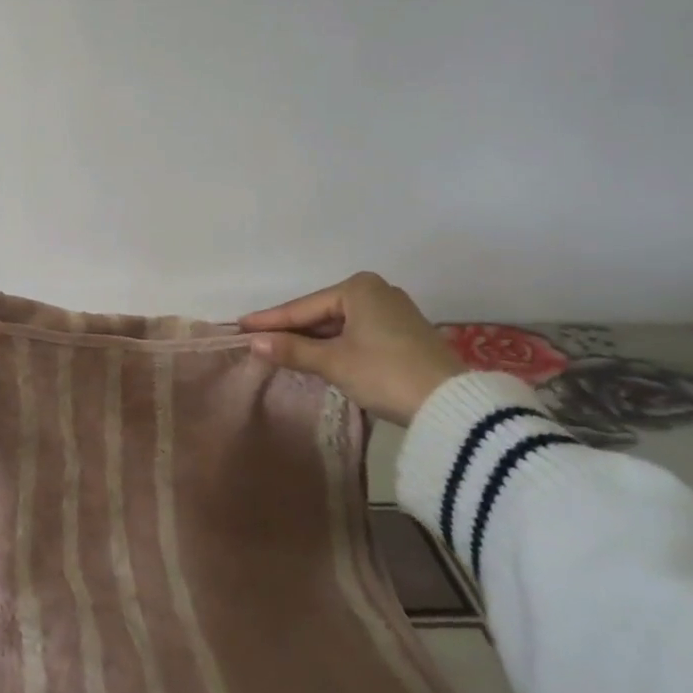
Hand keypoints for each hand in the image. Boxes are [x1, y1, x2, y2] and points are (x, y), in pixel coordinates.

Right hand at [238, 273, 466, 425]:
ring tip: (282, 350)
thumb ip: (292, 350)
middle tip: (259, 340)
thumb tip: (254, 342)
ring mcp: (394, 312)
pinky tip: (320, 356)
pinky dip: (337, 345)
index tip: (241, 325)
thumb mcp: (334, 362)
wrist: (450, 404)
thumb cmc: (385, 372)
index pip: (303, 307)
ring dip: (314, 340)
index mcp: (358, 288)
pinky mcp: (405, 334)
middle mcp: (377, 291)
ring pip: (341, 325)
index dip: (271, 320)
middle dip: (293, 330)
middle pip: (322, 313)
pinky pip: (358, 334)